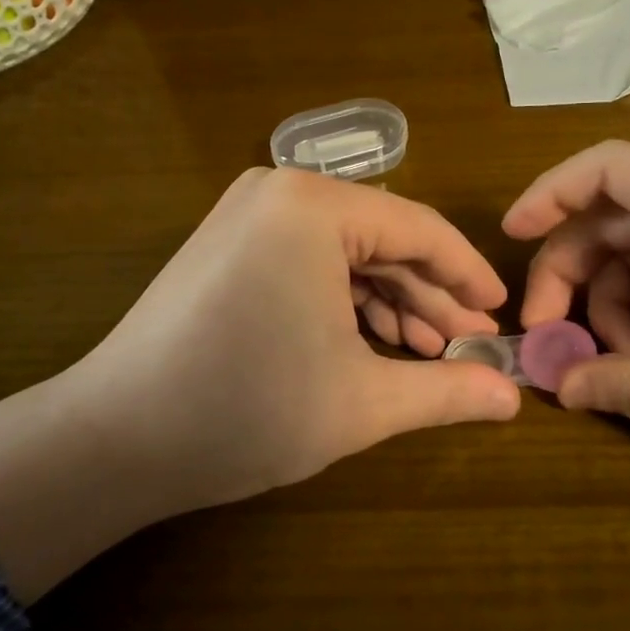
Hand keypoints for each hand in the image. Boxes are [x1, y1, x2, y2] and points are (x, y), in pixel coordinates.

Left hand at [0, 168, 520, 600]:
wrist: (115, 440)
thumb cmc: (247, 410)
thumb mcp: (362, 402)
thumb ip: (447, 391)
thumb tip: (514, 399)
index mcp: (314, 206)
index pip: (419, 229)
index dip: (468, 275)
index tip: (501, 315)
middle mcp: (279, 190)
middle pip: (381, 239)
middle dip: (429, 297)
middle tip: (469, 346)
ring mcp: (247, 215)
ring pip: (345, 253)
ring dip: (390, 303)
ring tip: (427, 355)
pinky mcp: (228, 244)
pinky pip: (308, 261)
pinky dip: (345, 302)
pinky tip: (374, 345)